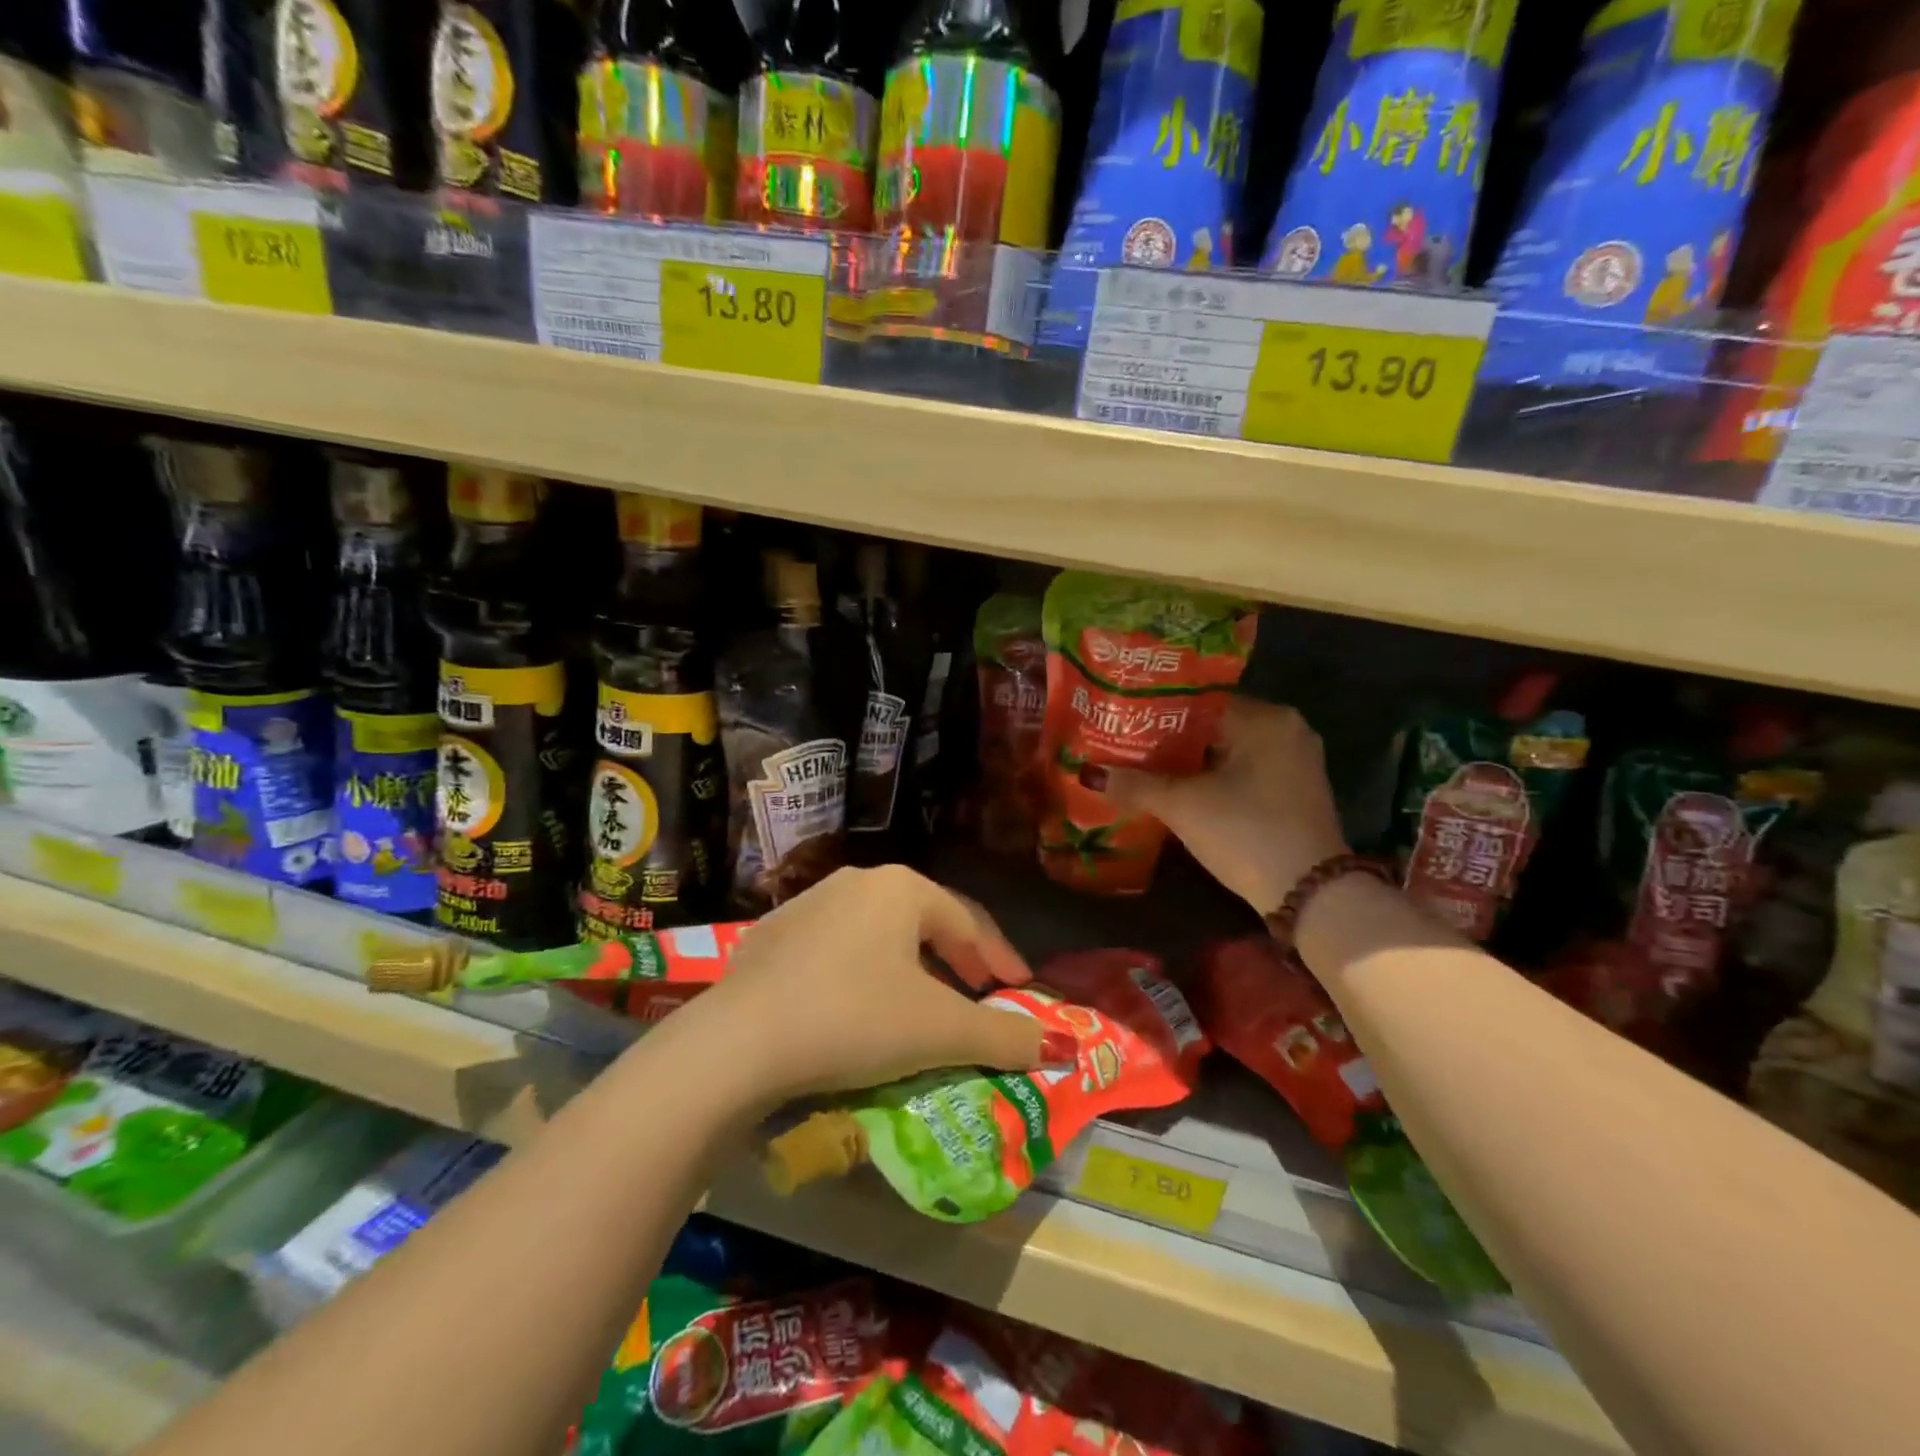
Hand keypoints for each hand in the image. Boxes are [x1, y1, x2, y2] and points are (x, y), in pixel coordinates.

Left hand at [682, 866, 1063, 1105]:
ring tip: (920, 1005)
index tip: (1020, 990)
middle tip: (977, 995)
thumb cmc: (855, 1019)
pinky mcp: (771, 937)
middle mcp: (856, 882)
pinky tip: (856, 1009)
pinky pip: (835, 951)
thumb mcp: (939, 1031)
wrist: (738, 1041)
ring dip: (909, 967)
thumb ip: (1003, 1036)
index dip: (999, 958)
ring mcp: (807, 905)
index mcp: (901, 888)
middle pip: (924, 921)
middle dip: (956, 960)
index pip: (968, 920)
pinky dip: (861, 975)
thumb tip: (1056, 1045)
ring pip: (878, 934)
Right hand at [1089, 698, 1347, 915]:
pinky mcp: (1294, 791)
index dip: (1156, 711)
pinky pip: (1243, 770)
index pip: (1199, 700)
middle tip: (1125, 744)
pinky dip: (1212, 777)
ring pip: (1227, 750)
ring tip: (1141, 766)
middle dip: (1169, 739)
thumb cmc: (1245, 833)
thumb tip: (1089, 773)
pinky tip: (1178, 789)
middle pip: (1213, 725)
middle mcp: (1286, 729)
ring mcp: (1294, 761)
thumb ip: (1135, 784)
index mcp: (1265, 717)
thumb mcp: (1183, 806)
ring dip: (1189, 761)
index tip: (1122, 720)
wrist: (1309, 896)